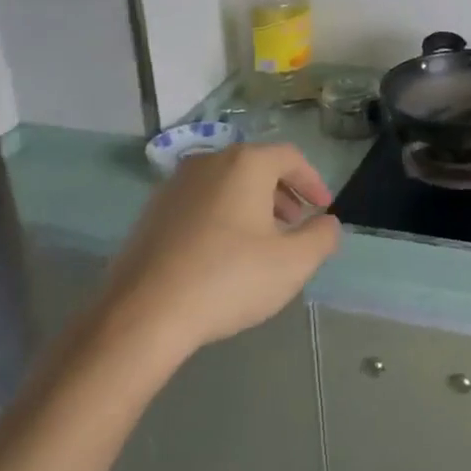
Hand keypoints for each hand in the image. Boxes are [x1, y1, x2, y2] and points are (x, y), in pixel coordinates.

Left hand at [90, 143, 341, 358]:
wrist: (143, 313)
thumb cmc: (228, 279)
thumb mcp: (293, 263)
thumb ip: (321, 237)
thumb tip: (327, 223)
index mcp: (245, 164)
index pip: (290, 157)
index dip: (312, 181)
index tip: (324, 209)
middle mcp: (208, 162)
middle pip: (257, 167)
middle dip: (283, 194)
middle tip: (297, 225)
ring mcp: (175, 185)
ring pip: (227, 184)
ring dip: (252, 206)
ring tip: (263, 242)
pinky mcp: (153, 211)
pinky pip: (201, 202)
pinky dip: (223, 216)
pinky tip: (224, 254)